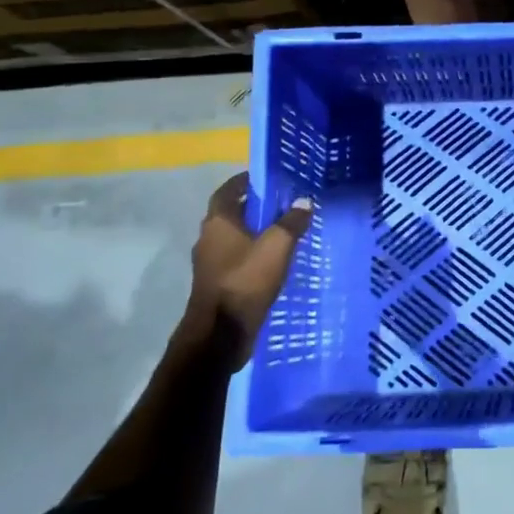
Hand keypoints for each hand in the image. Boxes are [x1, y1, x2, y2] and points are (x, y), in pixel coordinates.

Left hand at [183, 172, 312, 362]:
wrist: (220, 335)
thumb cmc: (245, 281)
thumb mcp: (277, 247)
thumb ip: (291, 222)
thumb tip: (304, 201)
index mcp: (218, 222)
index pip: (228, 190)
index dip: (245, 182)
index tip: (267, 179)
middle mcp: (209, 238)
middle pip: (231, 214)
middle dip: (254, 207)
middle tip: (282, 204)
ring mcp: (210, 263)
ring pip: (234, 238)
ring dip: (254, 233)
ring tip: (283, 232)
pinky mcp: (216, 283)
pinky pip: (236, 259)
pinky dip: (252, 254)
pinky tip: (273, 261)